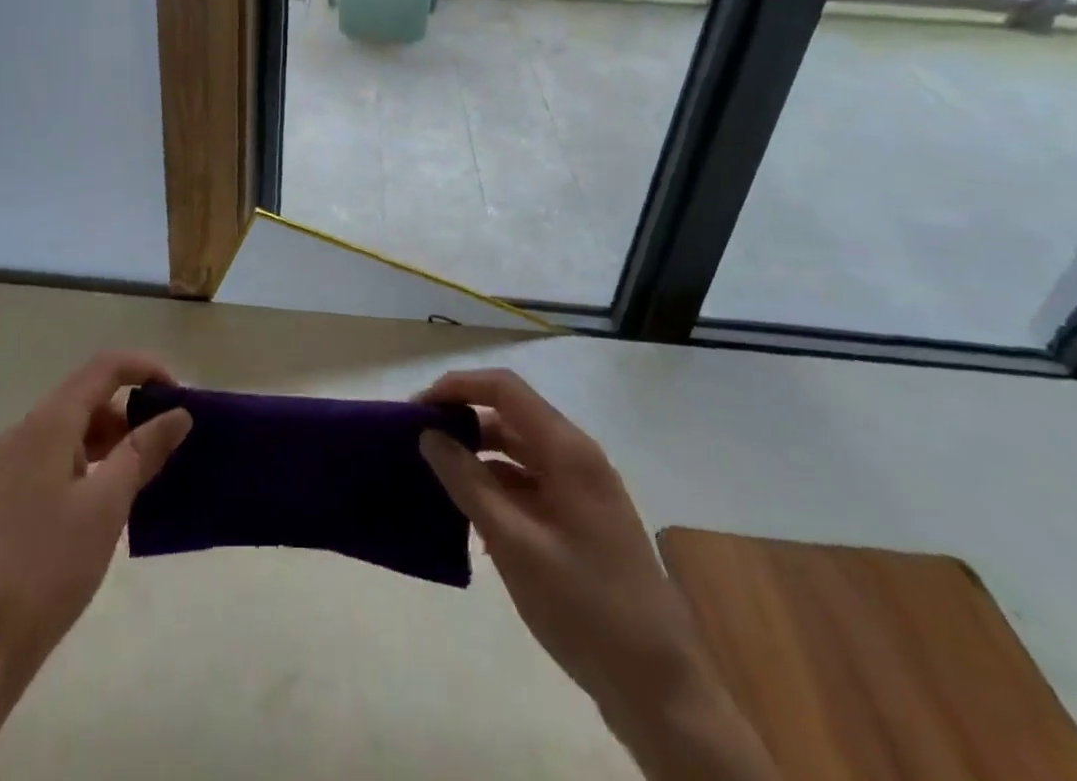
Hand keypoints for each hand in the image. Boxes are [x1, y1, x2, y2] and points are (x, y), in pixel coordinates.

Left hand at [0, 351, 191, 780]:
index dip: (145, 369)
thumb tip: (178, 414)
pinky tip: (110, 497)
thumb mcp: (106, 506)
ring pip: (72, 429)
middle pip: (86, 396)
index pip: (103, 368)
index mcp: (46, 424)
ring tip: (147, 472)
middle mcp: (23, 432)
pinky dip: (90, 462)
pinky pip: (56, 457)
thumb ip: (144, 451)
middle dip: (132, 407)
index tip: (180, 395)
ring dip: (112, 437)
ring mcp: (9, 465)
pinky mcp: (5, 496)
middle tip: (170, 439)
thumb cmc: (46, 568)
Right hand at [416, 368, 776, 780]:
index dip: (458, 387)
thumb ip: (469, 483)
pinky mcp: (579, 518)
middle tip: (417, 442)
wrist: (660, 690)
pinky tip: (468, 514)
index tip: (417, 409)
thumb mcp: (515, 544)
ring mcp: (580, 488)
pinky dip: (496, 486)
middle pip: (509, 414)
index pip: (504, 388)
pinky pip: (529, 482)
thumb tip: (429, 435)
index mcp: (567, 450)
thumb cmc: (585, 607)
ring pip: (517, 449)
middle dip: (462, 420)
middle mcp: (576, 456)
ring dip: (476, 454)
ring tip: (434, 475)